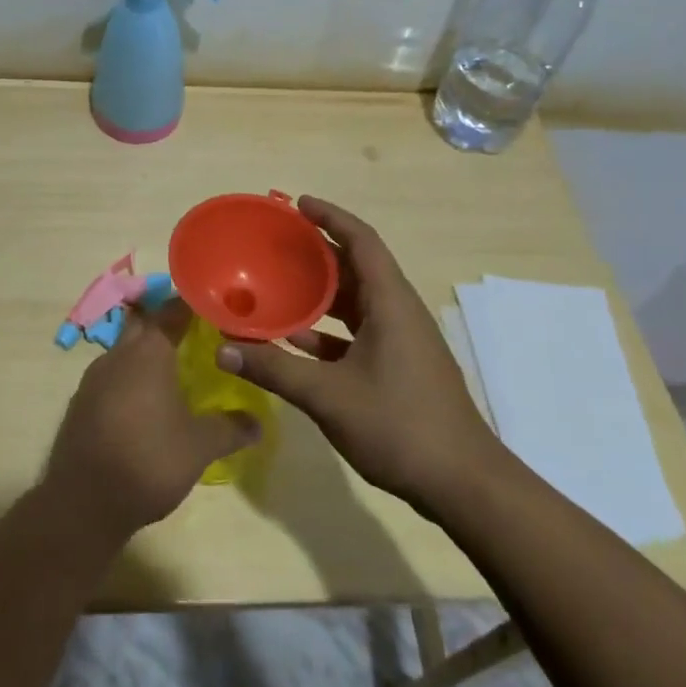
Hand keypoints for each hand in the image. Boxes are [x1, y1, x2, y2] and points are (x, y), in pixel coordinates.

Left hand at [44, 300, 258, 539]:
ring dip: (146, 350)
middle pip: (144, 323)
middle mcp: (118, 355)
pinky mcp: (81, 402)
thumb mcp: (199, 447)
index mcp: (148, 352)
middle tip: (196, 333)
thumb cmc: (148, 461)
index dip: (193, 305)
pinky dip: (129, 375)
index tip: (214, 306)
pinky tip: (144, 400)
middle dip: (167, 322)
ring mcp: (94, 378)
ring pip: (124, 348)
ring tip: (173, 366)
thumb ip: (230, 429)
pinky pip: (110, 374)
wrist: (82, 503)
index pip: (172, 310)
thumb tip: (258, 423)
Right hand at [215, 197, 497, 511]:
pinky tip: (297, 343)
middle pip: (357, 267)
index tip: (297, 204)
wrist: (462, 483)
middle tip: (277, 245)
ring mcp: (403, 340)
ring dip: (322, 293)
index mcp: (390, 303)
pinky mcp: (401, 365)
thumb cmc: (399, 425)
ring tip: (279, 286)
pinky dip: (329, 331)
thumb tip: (223, 348)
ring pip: (357, 302)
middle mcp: (399, 312)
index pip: (361, 241)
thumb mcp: (328, 395)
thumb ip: (274, 369)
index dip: (331, 217)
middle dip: (319, 253)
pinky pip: (360, 332)